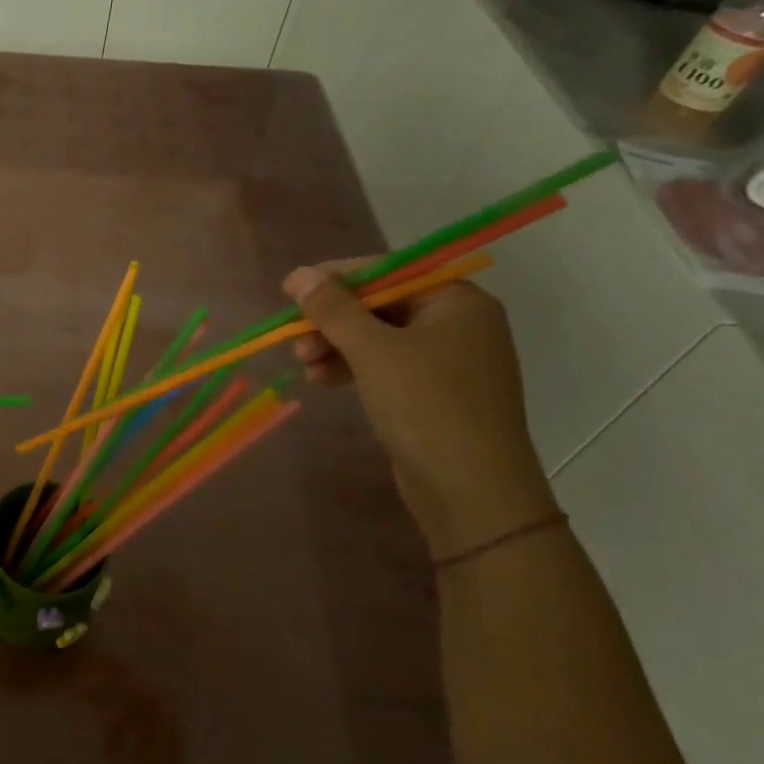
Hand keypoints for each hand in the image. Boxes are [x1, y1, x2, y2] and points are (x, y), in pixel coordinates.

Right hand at [284, 262, 560, 561]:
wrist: (472, 492)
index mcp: (456, 301)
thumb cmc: (427, 406)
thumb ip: (333, 308)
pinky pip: (384, 366)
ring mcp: (447, 361)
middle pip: (379, 305)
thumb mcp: (372, 351)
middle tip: (295, 339)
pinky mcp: (433, 394)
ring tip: (304, 366)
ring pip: (377, 338)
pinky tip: (322, 381)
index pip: (388, 272)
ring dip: (335, 346)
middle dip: (332, 321)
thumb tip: (298, 274)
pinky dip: (352, 368)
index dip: (336, 279)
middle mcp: (457, 324)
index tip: (290, 291)